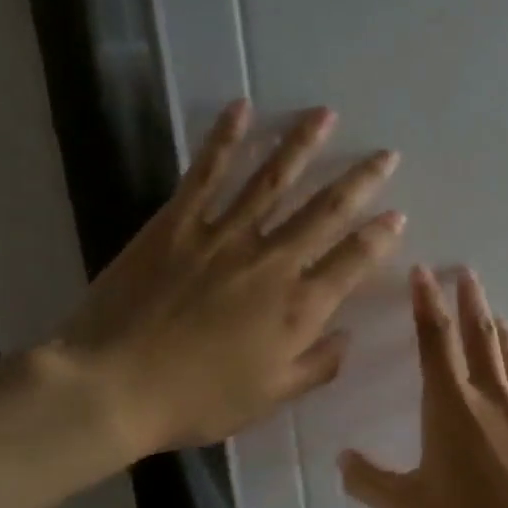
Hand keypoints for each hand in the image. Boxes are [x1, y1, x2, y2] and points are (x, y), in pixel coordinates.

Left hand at [48, 101, 403, 459]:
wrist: (111, 388)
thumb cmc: (197, 400)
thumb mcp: (271, 397)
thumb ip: (318, 365)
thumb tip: (348, 335)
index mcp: (298, 308)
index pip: (353, 261)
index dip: (380, 236)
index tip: (396, 215)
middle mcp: (272, 262)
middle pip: (325, 211)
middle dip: (361, 180)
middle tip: (386, 155)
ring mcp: (224, 236)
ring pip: (273, 180)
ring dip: (303, 144)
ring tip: (325, 114)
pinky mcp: (178, 223)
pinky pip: (207, 173)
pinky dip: (225, 138)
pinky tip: (242, 108)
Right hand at [339, 268, 507, 507]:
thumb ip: (370, 483)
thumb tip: (343, 460)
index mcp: (452, 408)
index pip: (435, 341)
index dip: (426, 303)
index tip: (424, 272)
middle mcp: (491, 399)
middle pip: (480, 337)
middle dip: (470, 301)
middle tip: (466, 273)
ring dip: (499, 329)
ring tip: (493, 311)